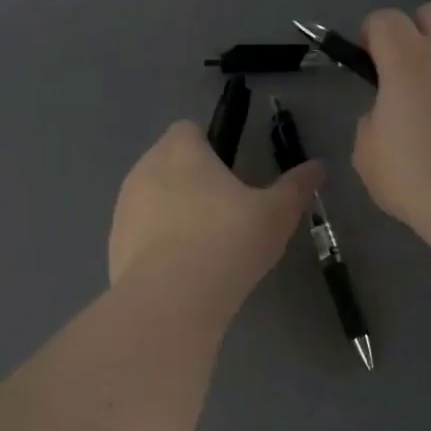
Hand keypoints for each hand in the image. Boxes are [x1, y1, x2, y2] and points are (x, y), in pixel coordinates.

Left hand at [109, 122, 322, 305]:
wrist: (171, 300)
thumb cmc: (228, 241)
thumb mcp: (276, 214)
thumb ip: (296, 187)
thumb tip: (317, 166)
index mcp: (181, 151)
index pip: (188, 130)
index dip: (210, 146)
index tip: (231, 174)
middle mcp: (145, 169)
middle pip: (167, 163)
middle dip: (191, 180)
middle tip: (224, 212)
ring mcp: (124, 208)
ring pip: (151, 199)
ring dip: (171, 211)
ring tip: (202, 246)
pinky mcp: (113, 245)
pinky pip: (139, 234)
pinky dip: (156, 245)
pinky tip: (180, 272)